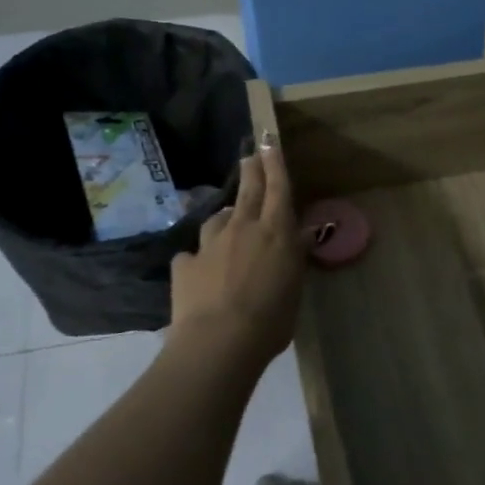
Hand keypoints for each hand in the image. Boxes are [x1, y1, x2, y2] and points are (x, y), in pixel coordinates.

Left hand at [169, 135, 304, 366]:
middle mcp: (242, 229)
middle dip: (251, 170)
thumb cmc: (271, 319)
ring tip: (227, 223)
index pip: (278, 189)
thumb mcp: (294, 289)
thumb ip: (292, 260)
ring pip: (217, 220)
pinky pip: (193, 255)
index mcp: (275, 233)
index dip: (275, 164)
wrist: (219, 341)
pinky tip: (200, 271)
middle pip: (247, 192)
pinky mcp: (185, 264)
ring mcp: (210, 245)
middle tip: (250, 155)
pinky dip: (199, 259)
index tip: (270, 142)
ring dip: (225, 218)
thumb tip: (298, 240)